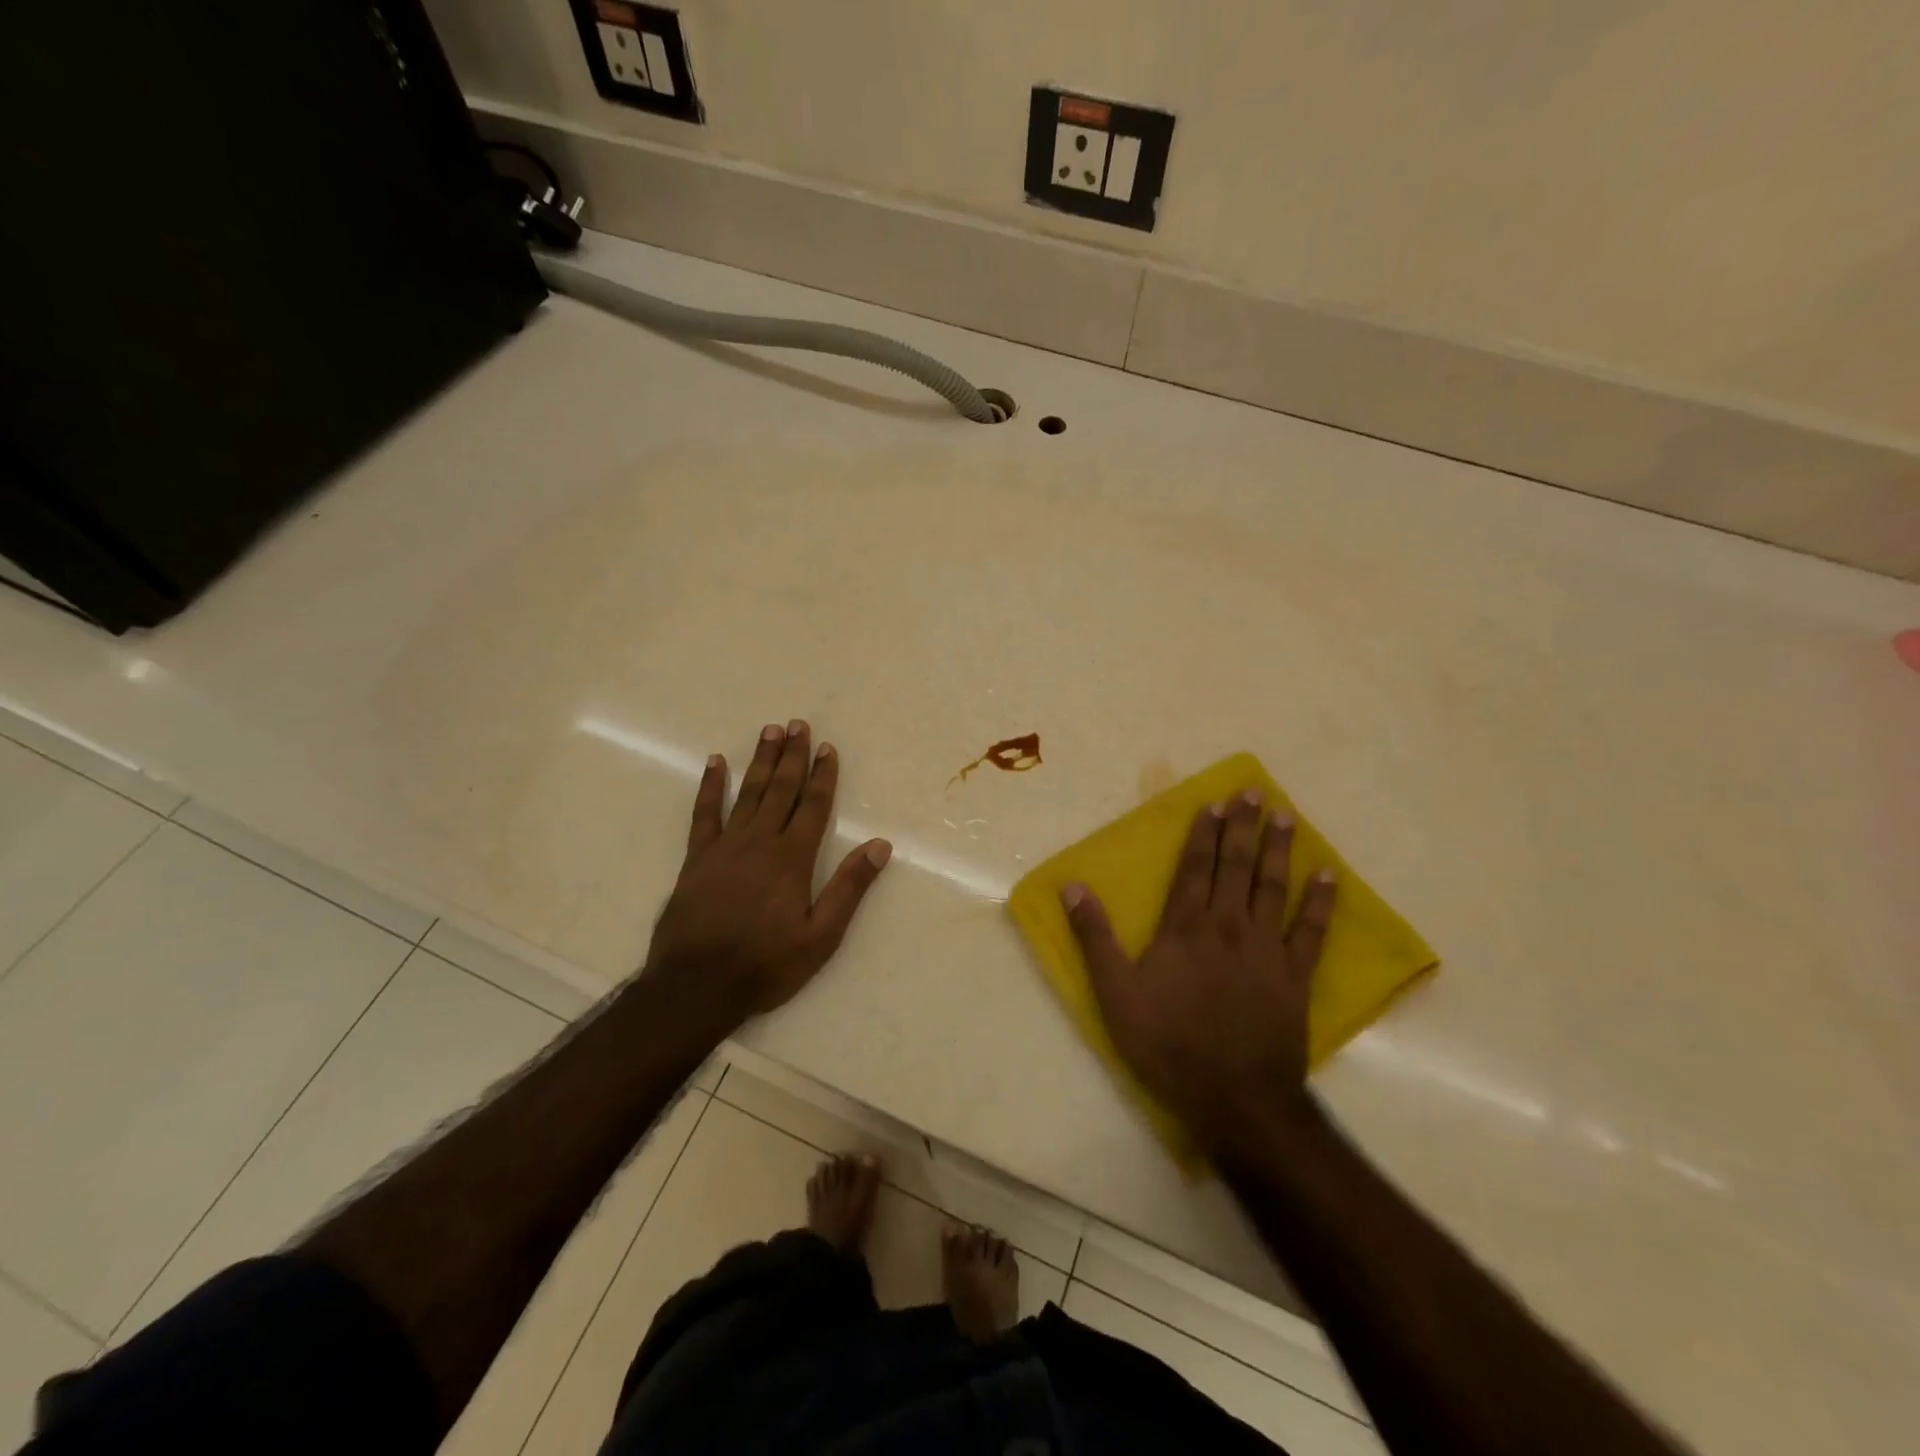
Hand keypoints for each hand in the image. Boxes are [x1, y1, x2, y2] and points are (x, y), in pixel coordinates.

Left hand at [648, 720, 891, 1018]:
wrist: (695, 986)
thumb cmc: (765, 965)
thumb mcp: (820, 937)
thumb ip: (849, 888)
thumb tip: (879, 846)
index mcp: (792, 859)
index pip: (813, 806)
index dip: (823, 775)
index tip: (828, 747)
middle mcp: (759, 842)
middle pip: (780, 789)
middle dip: (792, 756)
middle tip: (798, 724)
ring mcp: (725, 847)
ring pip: (747, 793)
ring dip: (760, 761)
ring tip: (769, 730)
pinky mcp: (696, 858)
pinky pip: (704, 813)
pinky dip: (710, 787)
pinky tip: (715, 763)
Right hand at [1061, 790, 1335, 1151]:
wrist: (1233, 1096)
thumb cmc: (1167, 1043)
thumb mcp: (1115, 993)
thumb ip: (1094, 938)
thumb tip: (1073, 887)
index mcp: (1185, 928)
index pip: (1194, 869)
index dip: (1204, 835)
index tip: (1215, 803)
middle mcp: (1228, 927)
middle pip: (1236, 867)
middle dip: (1244, 828)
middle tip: (1255, 792)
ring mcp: (1266, 950)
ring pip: (1272, 888)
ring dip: (1278, 850)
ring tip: (1286, 816)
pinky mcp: (1295, 977)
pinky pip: (1311, 931)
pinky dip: (1320, 902)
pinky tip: (1328, 876)